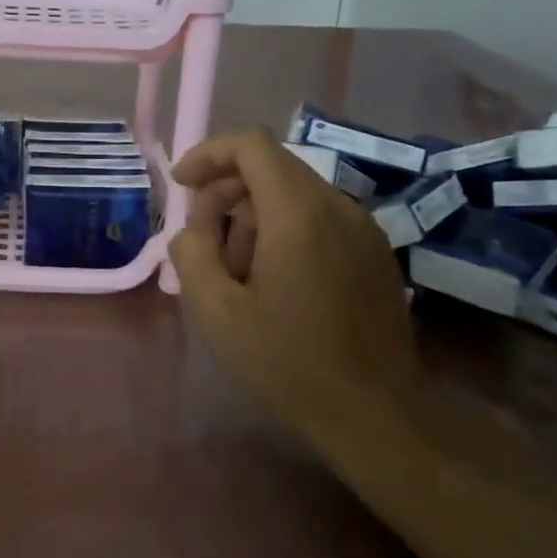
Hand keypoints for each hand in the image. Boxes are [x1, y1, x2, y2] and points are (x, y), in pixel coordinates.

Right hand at [169, 129, 419, 427]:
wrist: (374, 412)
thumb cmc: (287, 361)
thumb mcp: (216, 310)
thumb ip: (191, 252)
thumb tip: (194, 227)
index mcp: (298, 212)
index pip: (251, 145)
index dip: (208, 154)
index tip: (182, 185)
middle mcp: (337, 205)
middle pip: (271, 168)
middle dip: (225, 193)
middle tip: (202, 241)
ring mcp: (363, 227)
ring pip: (294, 194)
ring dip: (253, 216)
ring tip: (237, 271)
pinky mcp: (375, 251)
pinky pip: (319, 218)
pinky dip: (285, 230)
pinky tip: (274, 281)